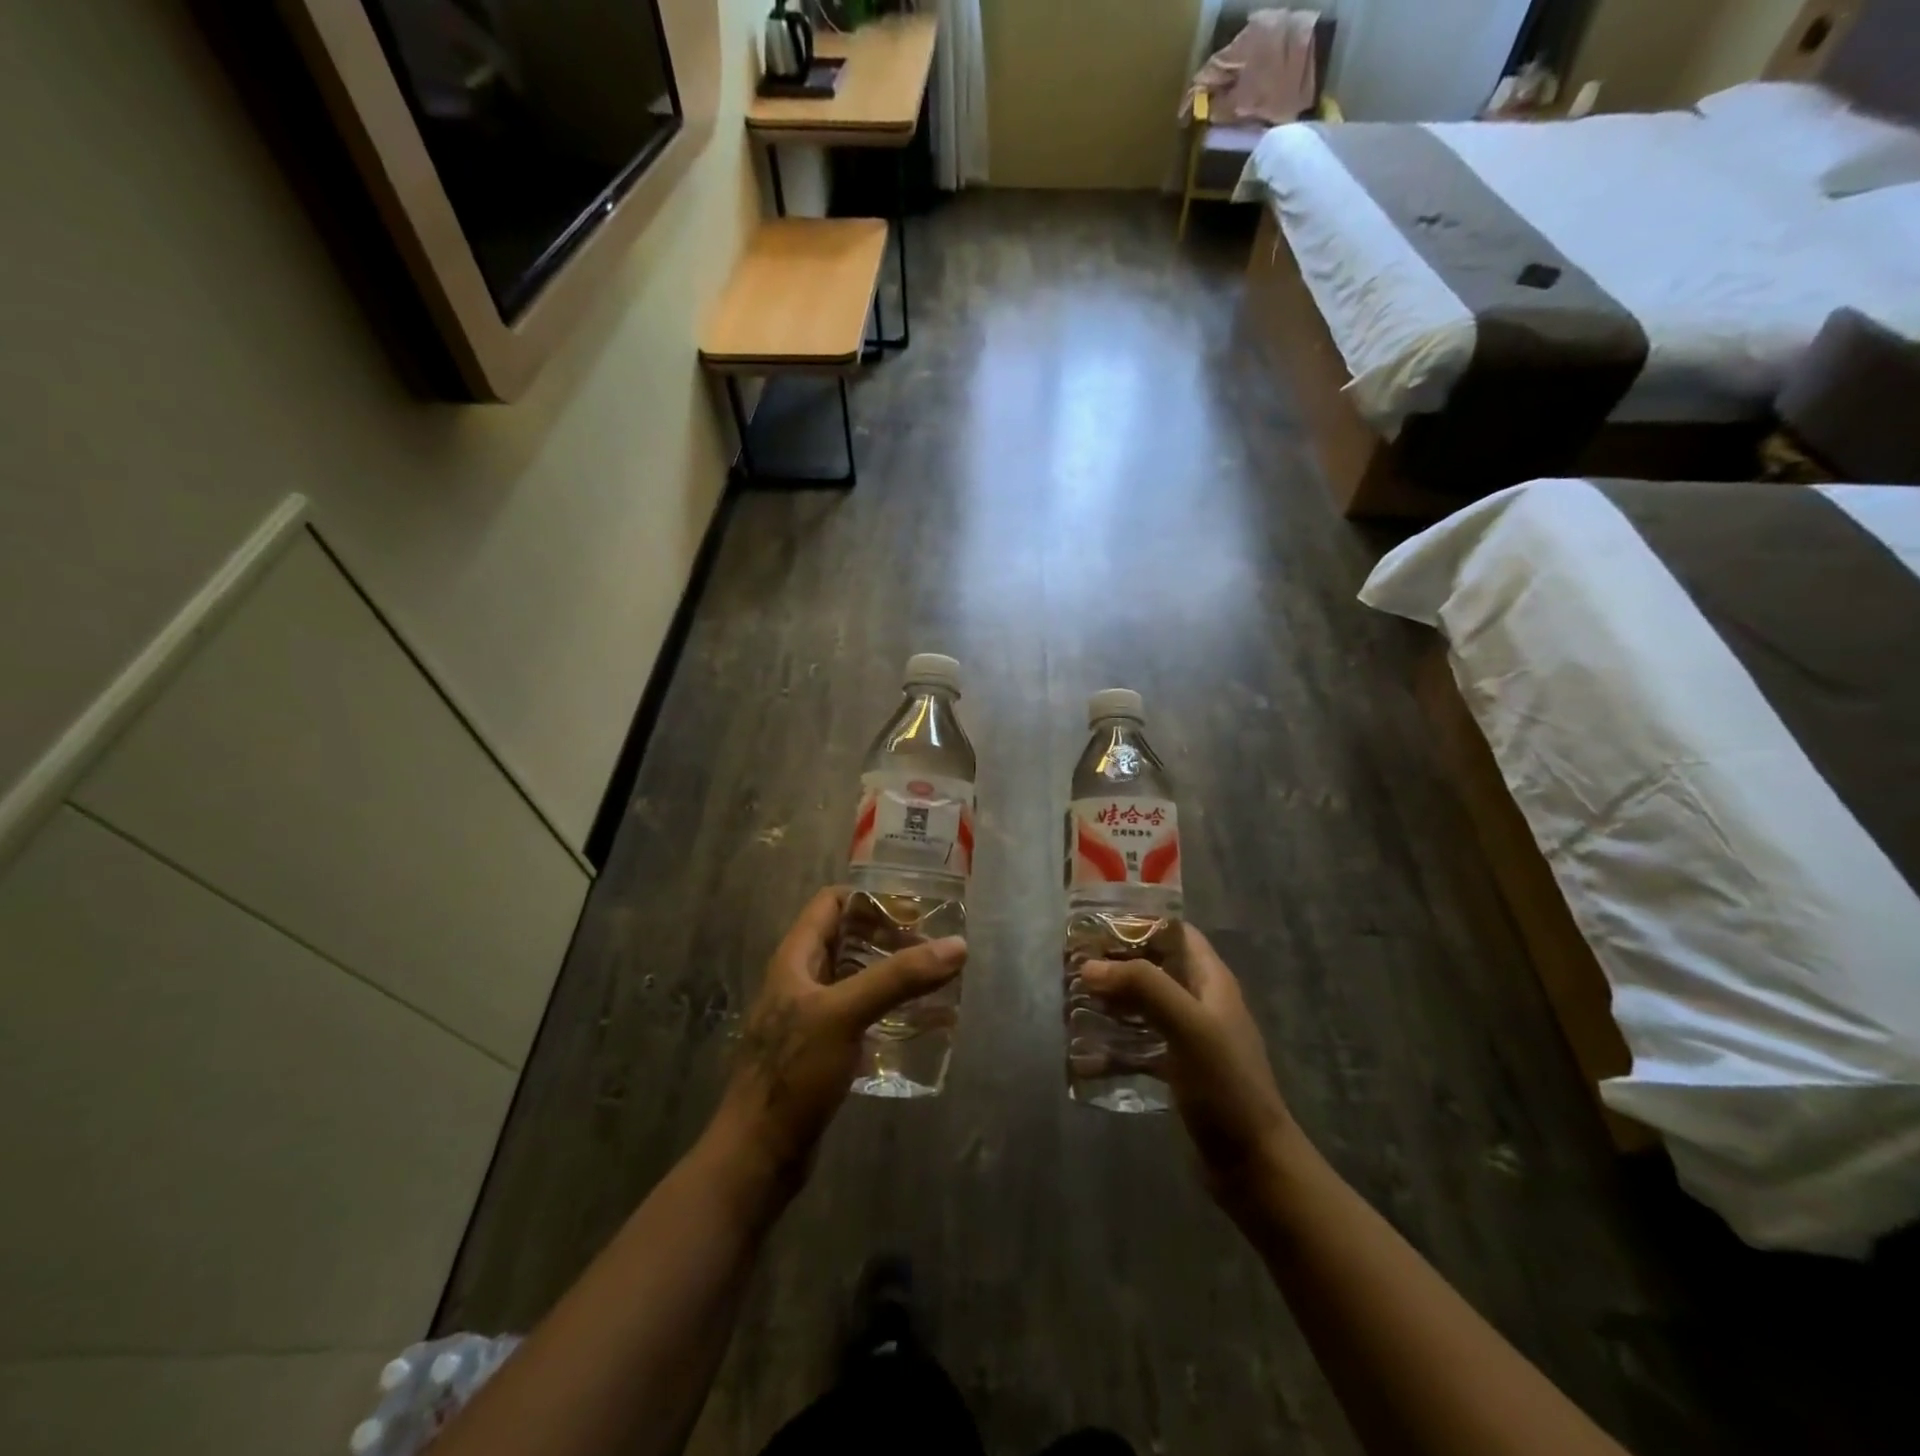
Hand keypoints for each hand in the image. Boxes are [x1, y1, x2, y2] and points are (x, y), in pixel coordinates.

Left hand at [709, 887, 965, 1198]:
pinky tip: (918, 1023)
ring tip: (934, 980)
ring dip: (892, 974)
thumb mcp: (846, 1014)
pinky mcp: (822, 1049)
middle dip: (889, 936)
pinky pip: (860, 1014)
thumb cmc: (794, 1073)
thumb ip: (899, 977)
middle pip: (848, 938)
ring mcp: (811, 1016)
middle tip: (932, 946)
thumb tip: (956, 945)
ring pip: (856, 977)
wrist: (759, 1154)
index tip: (913, 909)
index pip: (831, 902)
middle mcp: (801, 979)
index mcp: (795, 958)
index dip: (870, 898)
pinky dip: (887, 1010)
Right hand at [1080, 926, 1296, 1208]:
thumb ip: (1143, 987)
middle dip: (1116, 964)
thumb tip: (1090, 967)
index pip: (1176, 932)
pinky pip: (1140, 1048)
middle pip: (1154, 968)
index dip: (1140, 921)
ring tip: (1072, 1003)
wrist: (1254, 1166)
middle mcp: (1200, 1002)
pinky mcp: (1178, 1071)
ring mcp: (1189, 1038)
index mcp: (1211, 981)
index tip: (1097, 923)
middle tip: (1074, 965)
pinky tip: (1085, 1057)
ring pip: (1143, 1007)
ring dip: (1111, 1003)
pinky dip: (1115, 1047)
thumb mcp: (1188, 1026)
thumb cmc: (1226, 1085)